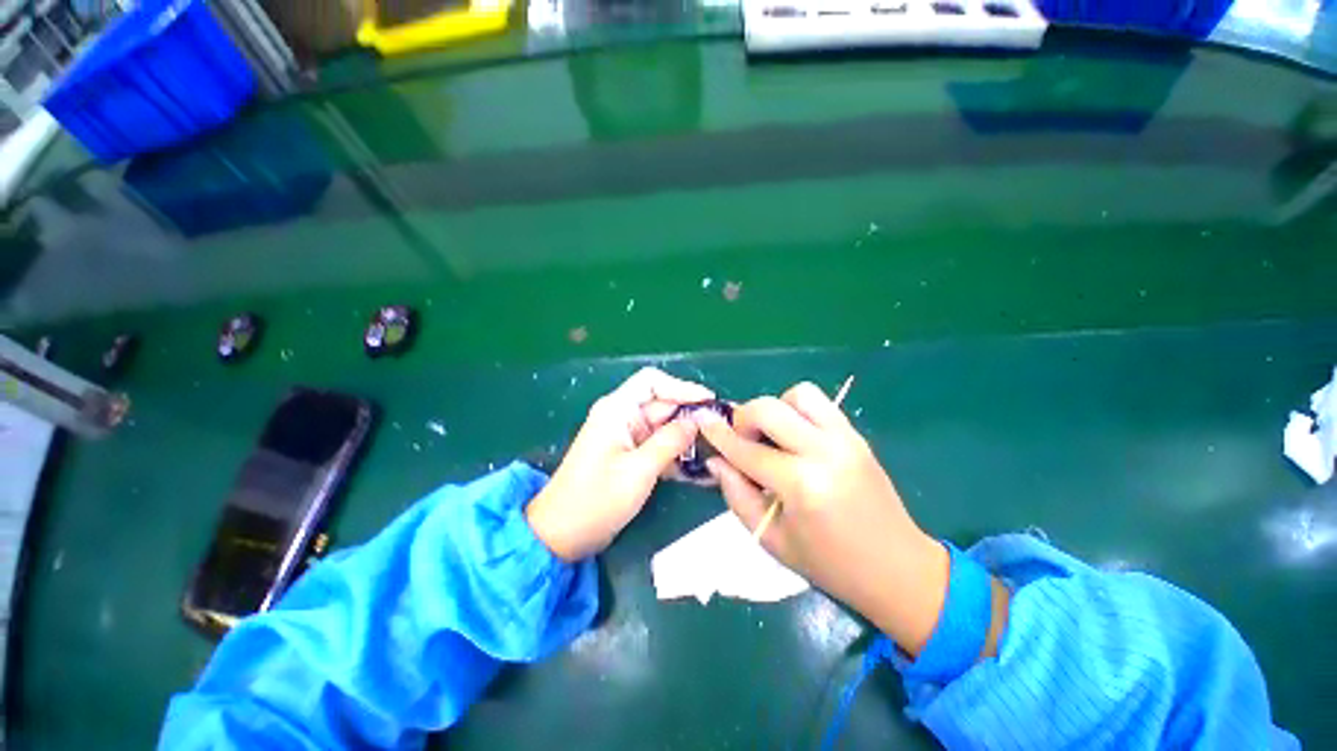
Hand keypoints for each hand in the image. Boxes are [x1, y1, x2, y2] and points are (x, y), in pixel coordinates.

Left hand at [526, 368, 712, 560]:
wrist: (561, 536)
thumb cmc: (595, 500)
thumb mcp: (638, 470)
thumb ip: (670, 441)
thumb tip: (697, 420)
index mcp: (617, 410)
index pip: (652, 382)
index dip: (682, 387)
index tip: (709, 401)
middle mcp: (622, 417)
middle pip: (662, 405)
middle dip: (691, 415)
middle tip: (722, 430)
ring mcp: (626, 437)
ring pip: (664, 427)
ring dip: (687, 438)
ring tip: (716, 449)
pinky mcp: (630, 456)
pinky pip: (658, 447)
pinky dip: (676, 455)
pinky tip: (699, 470)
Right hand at [694, 383, 950, 654]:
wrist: (898, 568)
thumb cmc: (829, 565)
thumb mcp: (772, 539)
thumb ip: (737, 495)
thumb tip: (716, 461)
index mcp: (801, 485)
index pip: (747, 450)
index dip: (719, 435)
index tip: (703, 422)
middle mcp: (824, 452)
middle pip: (769, 408)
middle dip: (744, 418)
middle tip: (743, 440)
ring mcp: (845, 439)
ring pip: (798, 394)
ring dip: (776, 409)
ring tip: (773, 437)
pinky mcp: (856, 435)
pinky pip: (819, 404)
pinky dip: (798, 410)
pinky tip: (795, 437)